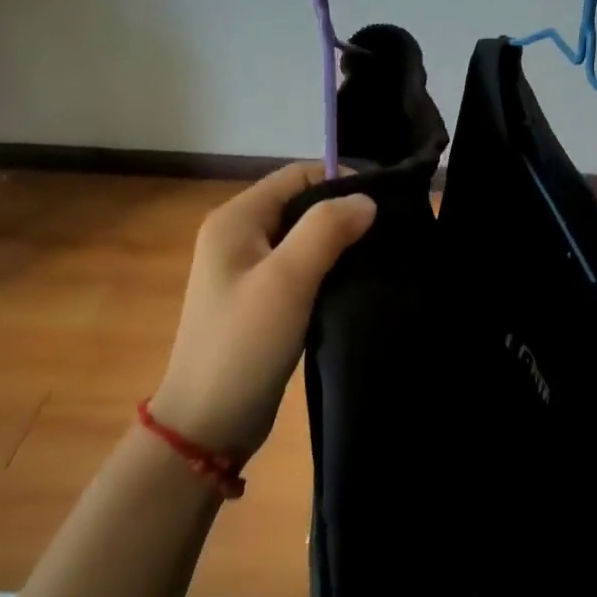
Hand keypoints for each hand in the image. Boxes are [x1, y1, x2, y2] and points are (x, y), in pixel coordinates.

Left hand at [148, 164, 374, 461]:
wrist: (208, 422)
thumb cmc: (243, 343)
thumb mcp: (287, 279)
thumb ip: (326, 229)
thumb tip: (366, 199)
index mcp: (236, 219)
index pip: (297, 175)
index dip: (341, 180)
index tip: (383, 205)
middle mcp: (238, 236)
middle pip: (302, 204)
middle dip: (343, 213)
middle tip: (387, 234)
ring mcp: (247, 270)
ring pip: (304, 238)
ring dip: (339, 243)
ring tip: (378, 257)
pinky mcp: (260, 299)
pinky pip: (301, 268)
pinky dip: (328, 269)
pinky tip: (354, 283)